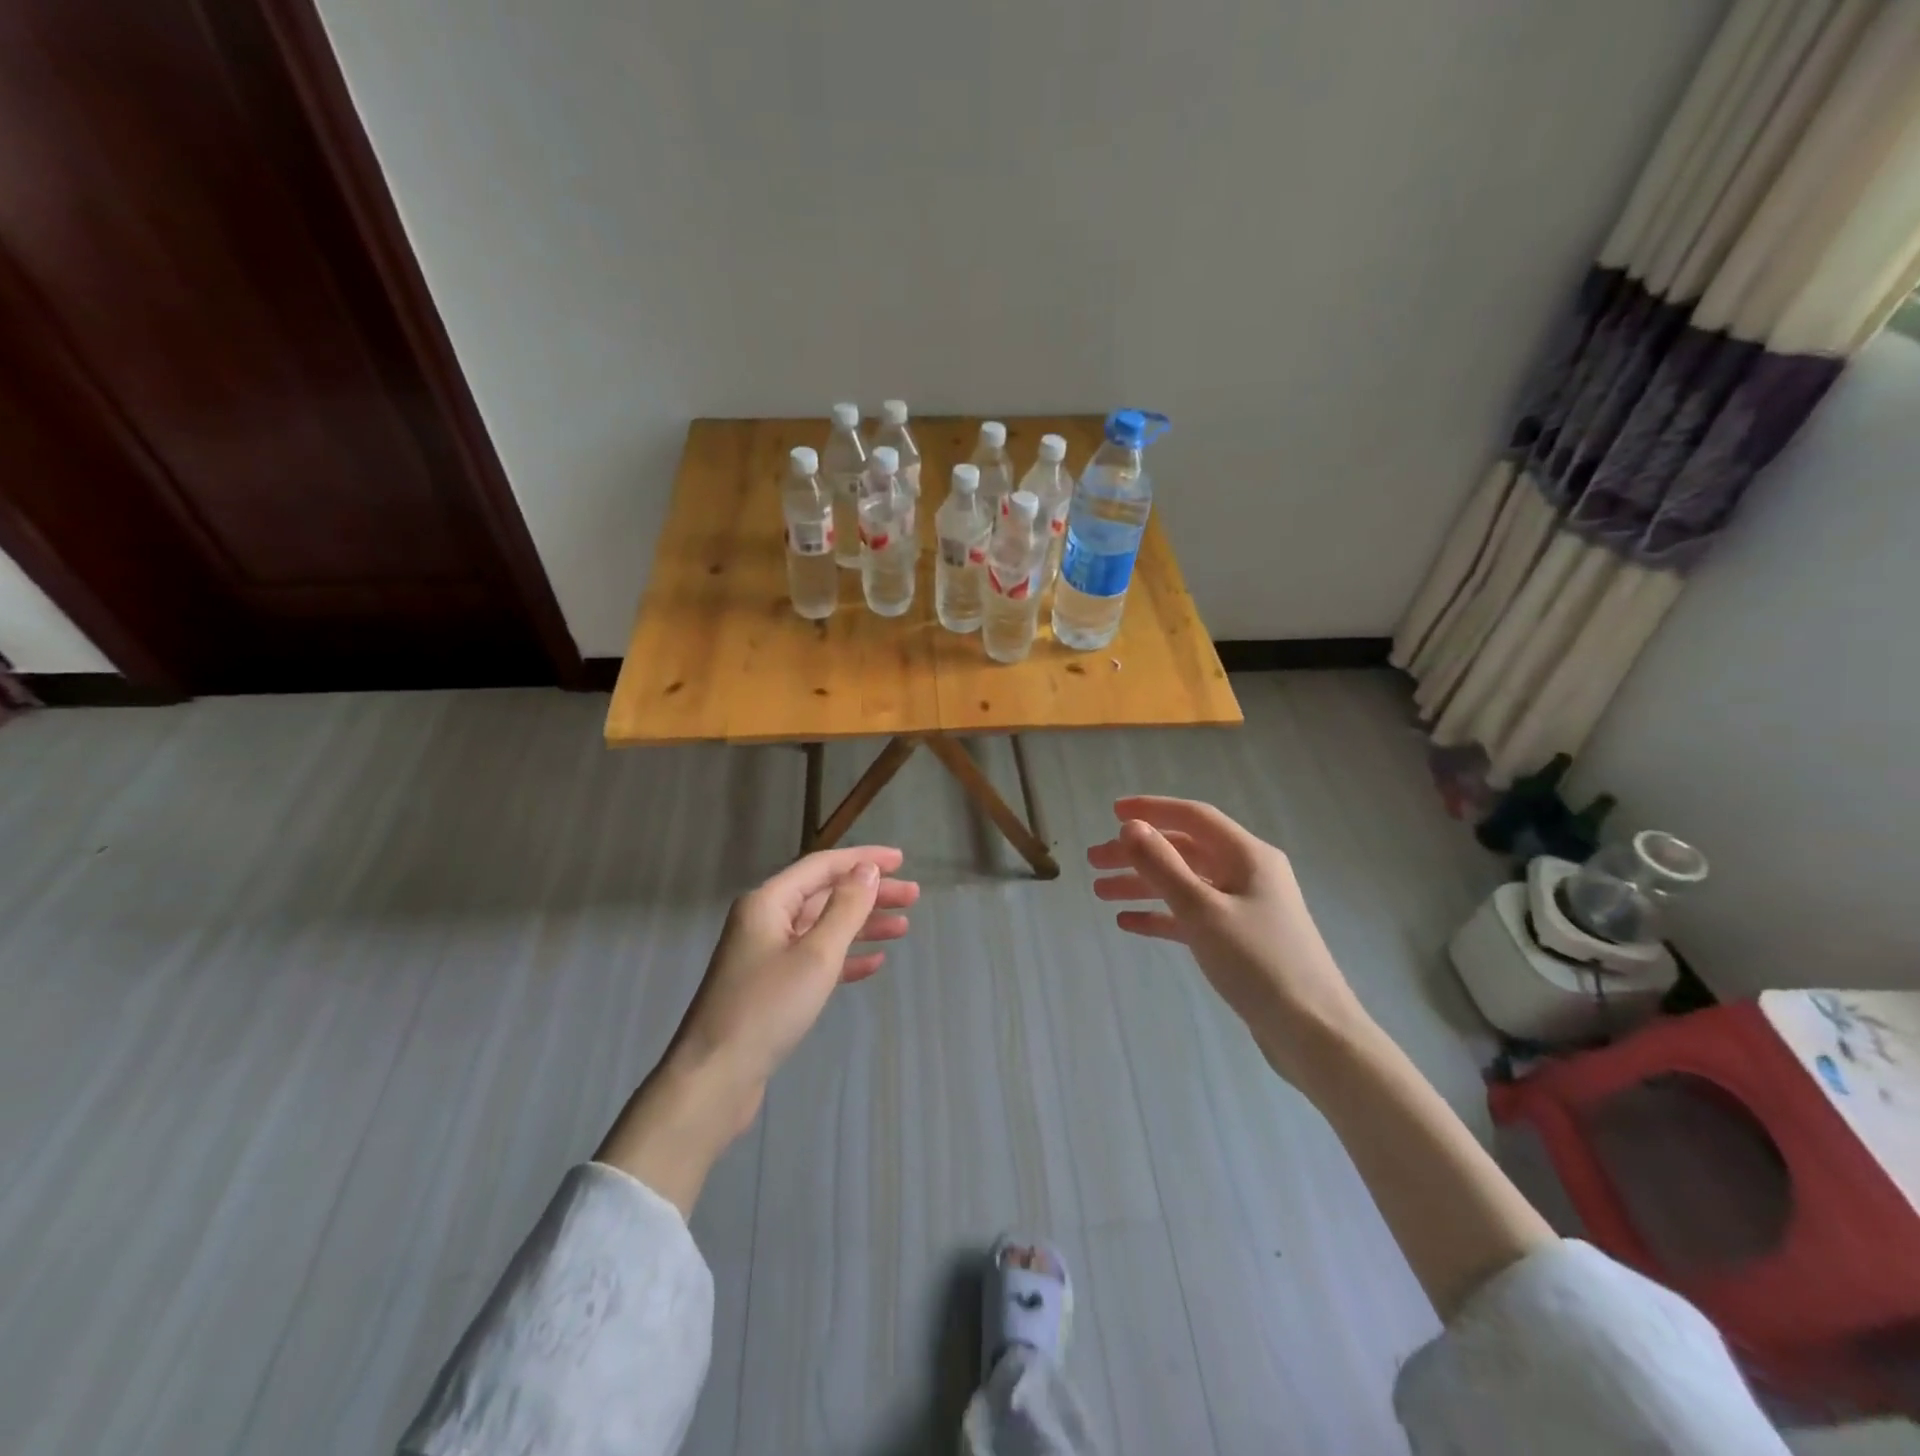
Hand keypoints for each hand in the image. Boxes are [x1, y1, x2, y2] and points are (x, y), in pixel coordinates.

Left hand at [669, 845, 918, 1107]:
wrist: (715, 1078)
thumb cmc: (767, 1008)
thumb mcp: (816, 954)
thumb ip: (846, 908)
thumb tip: (868, 869)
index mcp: (768, 902)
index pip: (823, 866)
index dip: (863, 859)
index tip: (901, 860)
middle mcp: (765, 920)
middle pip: (825, 895)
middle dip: (869, 894)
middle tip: (912, 897)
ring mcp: (767, 955)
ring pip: (823, 928)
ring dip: (862, 925)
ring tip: (903, 927)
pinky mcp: (772, 987)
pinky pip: (815, 960)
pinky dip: (845, 958)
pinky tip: (874, 962)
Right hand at [1088, 796, 1371, 1084]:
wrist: (1313, 1033)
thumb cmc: (1258, 962)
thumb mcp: (1202, 910)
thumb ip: (1162, 866)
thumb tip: (1130, 827)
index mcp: (1247, 856)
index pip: (1193, 817)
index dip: (1152, 810)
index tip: (1111, 811)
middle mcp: (1247, 873)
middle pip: (1183, 850)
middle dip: (1137, 853)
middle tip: (1093, 862)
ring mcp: (1244, 907)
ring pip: (1184, 884)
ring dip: (1143, 884)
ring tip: (1100, 893)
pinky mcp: (1239, 940)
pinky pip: (1191, 916)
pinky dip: (1161, 915)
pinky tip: (1128, 924)